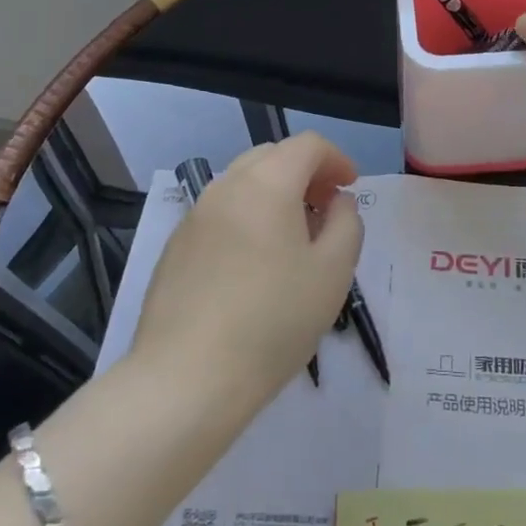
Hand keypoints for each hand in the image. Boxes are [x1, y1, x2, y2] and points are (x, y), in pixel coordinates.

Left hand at [131, 133, 362, 414]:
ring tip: (293, 238)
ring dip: (275, 193)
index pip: (307, 145)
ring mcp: (194, 215)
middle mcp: (225, 187)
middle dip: (305, 172)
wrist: (186, 380)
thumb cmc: (273, 321)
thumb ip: (347, 223)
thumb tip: (337, 201)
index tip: (350, 189)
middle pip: (272, 156)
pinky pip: (220, 212)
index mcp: (267, 183)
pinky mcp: (176, 246)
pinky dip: (247, 216)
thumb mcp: (334, 272)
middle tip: (325, 209)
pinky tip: (255, 264)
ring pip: (242, 183)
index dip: (336, 159)